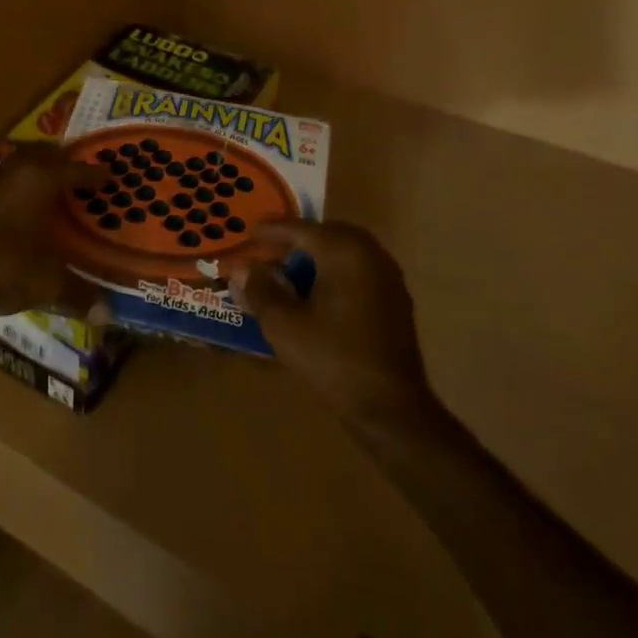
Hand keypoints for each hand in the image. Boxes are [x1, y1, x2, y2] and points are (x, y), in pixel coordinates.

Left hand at [0, 144, 102, 314]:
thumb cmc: (4, 265)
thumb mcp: (47, 283)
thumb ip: (78, 294)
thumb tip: (108, 314)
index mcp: (42, 179)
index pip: (77, 169)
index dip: (96, 174)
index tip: (111, 177)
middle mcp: (18, 170)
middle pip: (47, 154)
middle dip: (66, 162)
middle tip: (83, 176)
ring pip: (22, 162)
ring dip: (39, 168)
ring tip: (55, 185)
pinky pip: (7, 178)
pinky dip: (20, 183)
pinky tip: (23, 204)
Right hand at [225, 220, 435, 425]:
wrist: (390, 408)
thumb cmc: (332, 358)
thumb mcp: (283, 324)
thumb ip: (259, 290)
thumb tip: (242, 269)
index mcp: (343, 252)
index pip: (300, 229)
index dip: (271, 231)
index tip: (248, 233)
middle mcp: (370, 254)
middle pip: (326, 234)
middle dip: (296, 240)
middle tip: (268, 251)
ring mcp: (388, 278)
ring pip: (344, 252)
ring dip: (316, 256)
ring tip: (289, 272)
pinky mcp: (395, 301)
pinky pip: (358, 271)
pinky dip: (334, 273)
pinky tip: (317, 295)